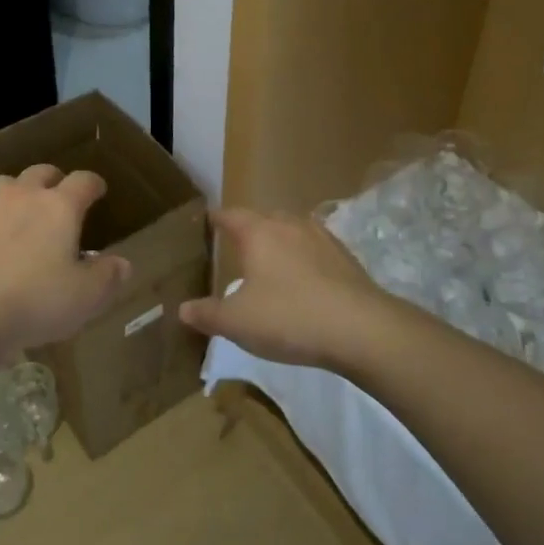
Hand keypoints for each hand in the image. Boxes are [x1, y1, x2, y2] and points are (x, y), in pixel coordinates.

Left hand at [0, 164, 129, 373]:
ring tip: (22, 214)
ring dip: (18, 193)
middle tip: (60, 199)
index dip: (94, 184)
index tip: (99, 191)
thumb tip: (122, 263)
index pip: (83, 181)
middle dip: (54, 181)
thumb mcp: (84, 299)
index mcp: (59, 207)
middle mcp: (23, 196)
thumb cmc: (32, 302)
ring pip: (6, 185)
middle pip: (42, 172)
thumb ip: (107, 277)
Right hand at [178, 208, 391, 371]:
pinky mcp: (345, 257)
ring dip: (278, 242)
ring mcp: (321, 237)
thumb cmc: (289, 317)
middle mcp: (288, 224)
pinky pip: (314, 249)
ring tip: (269, 263)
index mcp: (258, 232)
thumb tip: (182, 309)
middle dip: (247, 229)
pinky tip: (303, 280)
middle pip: (261, 218)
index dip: (215, 219)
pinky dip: (303, 258)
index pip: (229, 215)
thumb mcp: (238, 323)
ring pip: (291, 230)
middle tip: (235, 247)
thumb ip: (208, 314)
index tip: (205, 222)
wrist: (361, 329)